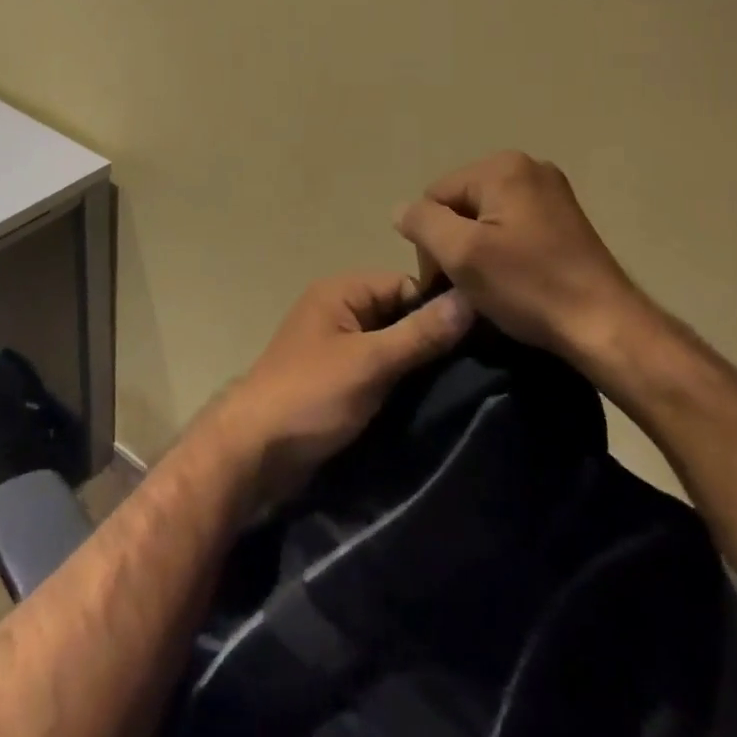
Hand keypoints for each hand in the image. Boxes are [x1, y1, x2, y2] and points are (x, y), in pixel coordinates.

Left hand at [200, 272, 474, 510]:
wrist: (255, 452)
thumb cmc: (311, 395)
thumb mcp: (370, 362)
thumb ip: (420, 333)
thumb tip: (470, 299)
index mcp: (340, 291)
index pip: (405, 284)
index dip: (439, 306)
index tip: (481, 334)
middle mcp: (339, 311)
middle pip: (399, 314)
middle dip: (432, 337)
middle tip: (480, 364)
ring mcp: (337, 347)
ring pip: (392, 345)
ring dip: (419, 364)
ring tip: (464, 385)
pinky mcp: (339, 381)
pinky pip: (380, 370)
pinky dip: (402, 382)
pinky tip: (432, 400)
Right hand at [395, 152, 649, 372]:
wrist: (606, 326)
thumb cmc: (529, 286)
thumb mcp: (461, 254)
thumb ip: (422, 223)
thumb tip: (401, 210)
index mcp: (502, 167)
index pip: (435, 197)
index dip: (431, 240)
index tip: (447, 282)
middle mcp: (527, 167)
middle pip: (460, 204)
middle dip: (455, 243)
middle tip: (468, 287)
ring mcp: (550, 191)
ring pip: (484, 218)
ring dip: (478, 250)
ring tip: (493, 287)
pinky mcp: (564, 217)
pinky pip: (511, 226)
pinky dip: (503, 251)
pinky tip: (514, 279)